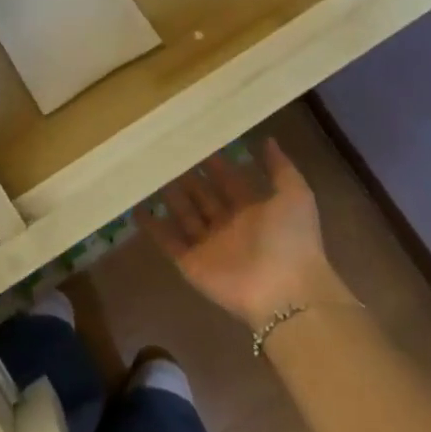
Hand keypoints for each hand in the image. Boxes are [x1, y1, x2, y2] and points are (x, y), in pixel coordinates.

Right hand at [136, 140, 352, 331]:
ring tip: (148, 171)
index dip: (215, 163)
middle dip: (188, 176)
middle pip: (203, 196)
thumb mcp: (295, 195)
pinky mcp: (190, 262)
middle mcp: (229, 225)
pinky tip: (135, 206)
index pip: (229, 181)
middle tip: (166, 152)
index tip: (196, 140)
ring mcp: (208, 245)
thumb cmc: (291, 239)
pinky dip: (151, 226)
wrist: (284, 292)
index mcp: (253, 210)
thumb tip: (268, 139)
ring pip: (184, 214)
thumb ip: (281, 167)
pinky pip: (167, 240)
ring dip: (169, 195)